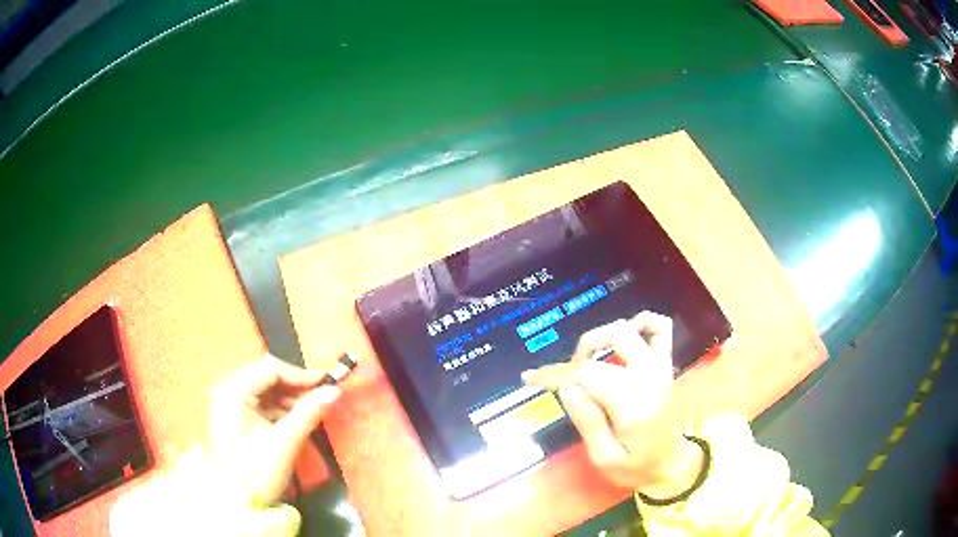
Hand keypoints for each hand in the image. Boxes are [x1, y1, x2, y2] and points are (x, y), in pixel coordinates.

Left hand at [208, 354, 340, 505]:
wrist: (235, 502)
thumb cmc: (257, 471)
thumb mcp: (285, 442)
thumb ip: (308, 412)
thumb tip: (334, 391)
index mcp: (233, 390)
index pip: (270, 369)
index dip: (301, 374)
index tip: (328, 382)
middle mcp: (227, 389)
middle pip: (266, 376)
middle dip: (295, 386)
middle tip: (323, 395)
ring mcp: (228, 403)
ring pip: (264, 390)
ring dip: (288, 397)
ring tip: (313, 409)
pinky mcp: (233, 417)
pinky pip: (259, 403)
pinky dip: (278, 408)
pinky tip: (296, 418)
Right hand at [522, 312, 701, 496]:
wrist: (671, 464)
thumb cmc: (635, 466)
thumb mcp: (604, 458)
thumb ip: (587, 422)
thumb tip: (567, 387)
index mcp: (632, 402)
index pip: (587, 373)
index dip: (554, 373)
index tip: (530, 378)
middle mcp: (650, 375)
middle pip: (614, 337)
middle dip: (582, 352)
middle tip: (568, 378)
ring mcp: (661, 366)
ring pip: (636, 326)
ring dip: (605, 335)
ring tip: (590, 359)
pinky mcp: (665, 365)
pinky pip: (660, 328)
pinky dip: (640, 324)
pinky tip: (623, 339)